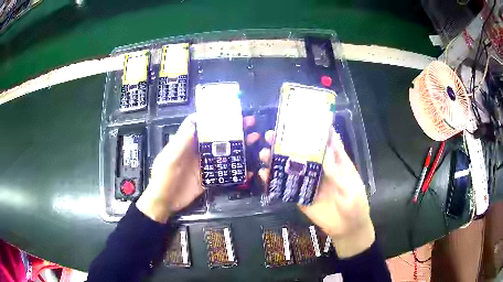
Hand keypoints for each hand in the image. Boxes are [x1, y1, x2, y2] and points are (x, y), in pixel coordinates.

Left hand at [136, 114, 259, 222]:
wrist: (164, 201)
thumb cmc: (164, 176)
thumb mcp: (171, 157)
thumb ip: (183, 140)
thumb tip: (196, 121)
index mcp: (186, 141)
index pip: (200, 123)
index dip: (213, 115)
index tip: (230, 109)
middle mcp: (197, 150)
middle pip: (216, 135)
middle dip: (232, 128)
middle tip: (249, 122)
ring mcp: (204, 164)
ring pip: (222, 151)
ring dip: (237, 145)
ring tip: (253, 138)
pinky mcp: (208, 177)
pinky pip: (224, 170)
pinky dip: (236, 168)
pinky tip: (248, 166)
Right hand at [258, 128, 374, 257]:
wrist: (347, 229)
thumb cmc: (355, 206)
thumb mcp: (350, 188)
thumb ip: (337, 171)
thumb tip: (325, 148)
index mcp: (336, 163)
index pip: (326, 141)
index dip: (316, 129)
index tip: (302, 117)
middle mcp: (321, 169)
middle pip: (304, 152)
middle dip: (289, 142)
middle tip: (272, 135)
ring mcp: (310, 182)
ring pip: (293, 167)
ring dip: (278, 159)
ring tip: (264, 153)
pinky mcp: (301, 196)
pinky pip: (287, 187)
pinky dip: (275, 180)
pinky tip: (264, 175)